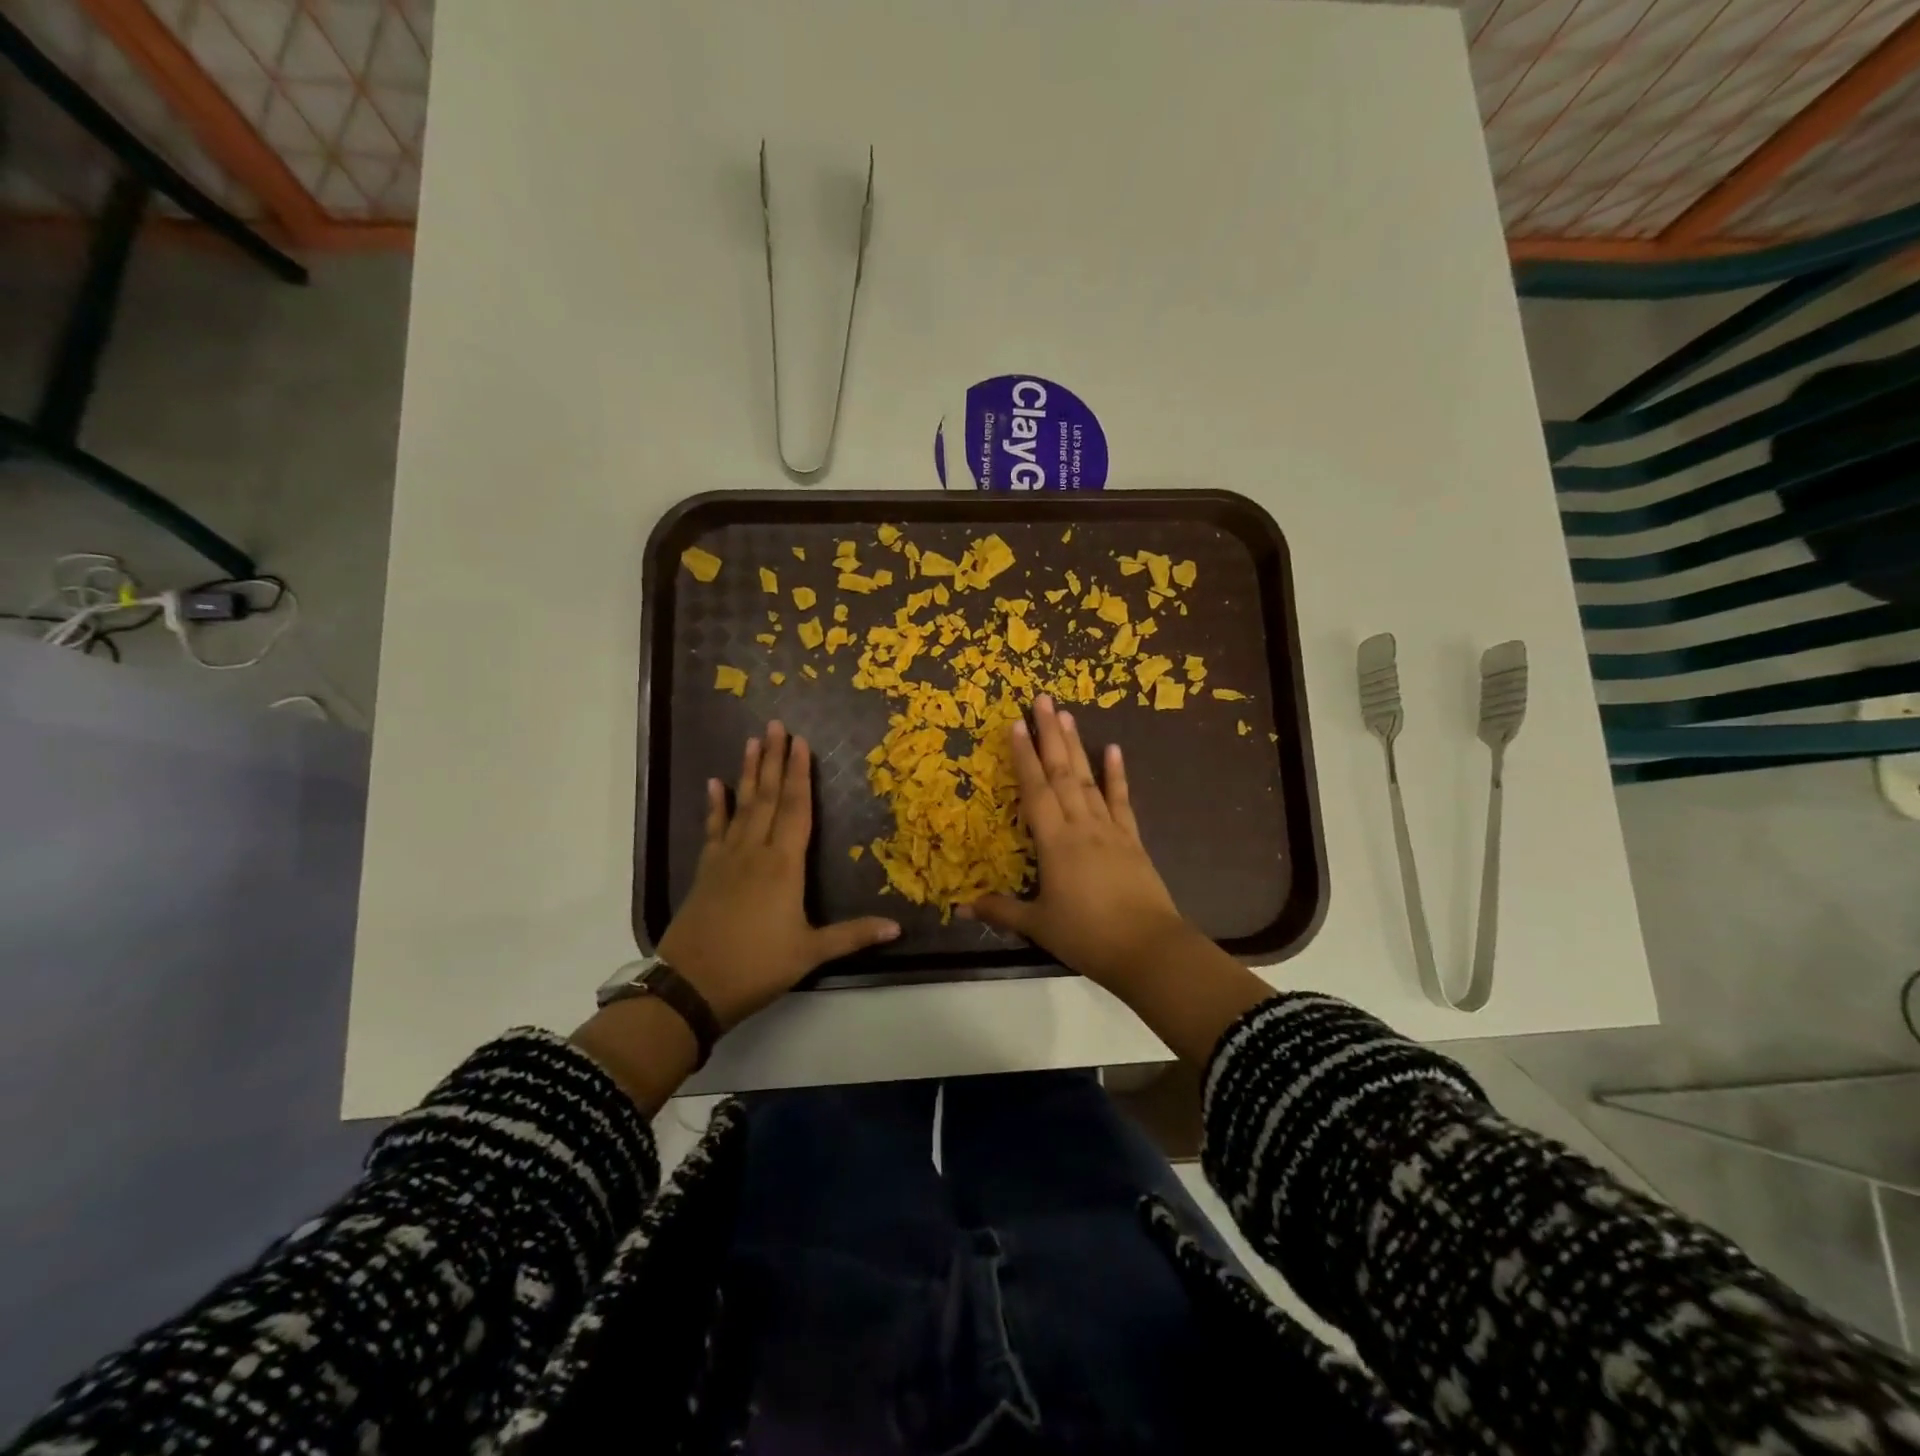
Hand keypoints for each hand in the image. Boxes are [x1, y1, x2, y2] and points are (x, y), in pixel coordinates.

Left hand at [658, 721, 900, 1029]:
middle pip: (768, 797)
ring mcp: (726, 859)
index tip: (801, 743)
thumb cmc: (755, 967)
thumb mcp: (810, 953)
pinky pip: (713, 829)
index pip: (796, 809)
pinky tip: (714, 785)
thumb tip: (898, 927)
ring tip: (752, 742)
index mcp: (783, 866)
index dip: (801, 775)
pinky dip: (715, 806)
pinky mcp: (706, 872)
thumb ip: (853, 935)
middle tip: (775, 725)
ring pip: (741, 806)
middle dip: (775, 760)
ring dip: (749, 773)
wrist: (690, 987)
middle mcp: (755, 852)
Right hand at [962, 695, 1197, 991]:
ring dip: (1076, 745)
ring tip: (1067, 714)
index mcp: (1054, 842)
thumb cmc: (1087, 936)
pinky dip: (1117, 775)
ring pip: (1088, 779)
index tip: (1015, 724)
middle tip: (1042, 698)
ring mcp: (1109, 829)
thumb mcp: (1038, 926)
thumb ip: (1000, 911)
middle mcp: (1081, 825)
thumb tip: (960, 906)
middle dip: (1050, 734)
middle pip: (1061, 772)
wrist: (1147, 949)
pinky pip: (1121, 801)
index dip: (1023, 756)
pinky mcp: (1132, 840)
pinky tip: (1114, 749)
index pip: (1034, 789)